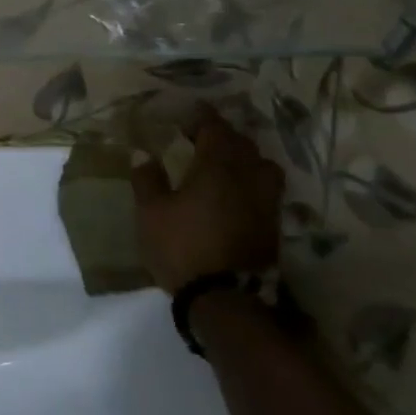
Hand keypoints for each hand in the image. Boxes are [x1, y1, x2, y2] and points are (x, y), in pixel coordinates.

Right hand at [131, 105, 284, 294]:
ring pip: (262, 166)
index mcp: (217, 167)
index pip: (215, 129)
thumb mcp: (151, 212)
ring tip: (225, 163)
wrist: (225, 300)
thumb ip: (147, 179)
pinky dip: (252, 181)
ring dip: (245, 158)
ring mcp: (265, 203)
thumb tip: (143, 153)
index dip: (202, 117)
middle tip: (201, 137)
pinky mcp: (272, 226)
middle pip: (243, 144)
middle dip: (223, 135)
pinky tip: (236, 191)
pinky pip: (266, 189)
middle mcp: (247, 178)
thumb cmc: (182, 247)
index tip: (188, 114)